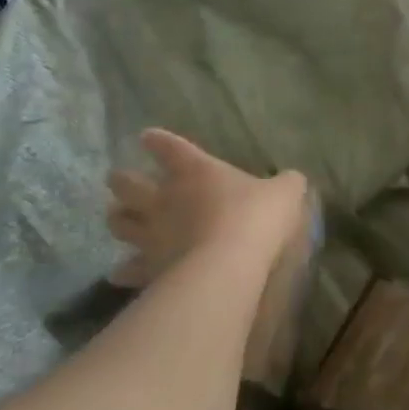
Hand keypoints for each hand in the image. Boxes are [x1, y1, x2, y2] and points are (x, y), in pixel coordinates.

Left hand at [106, 129, 306, 290]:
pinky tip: (121, 272)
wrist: (229, 264)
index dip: (158, 142)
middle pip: (129, 184)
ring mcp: (153, 234)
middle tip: (120, 180)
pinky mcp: (150, 268)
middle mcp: (166, 199)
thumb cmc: (256, 217)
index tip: (147, 137)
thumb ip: (286, 184)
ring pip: (119, 222)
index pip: (170, 149)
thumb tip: (291, 179)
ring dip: (118, 218)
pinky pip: (128, 268)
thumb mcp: (286, 193)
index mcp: (197, 172)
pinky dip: (124, 268)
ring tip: (118, 217)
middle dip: (122, 180)